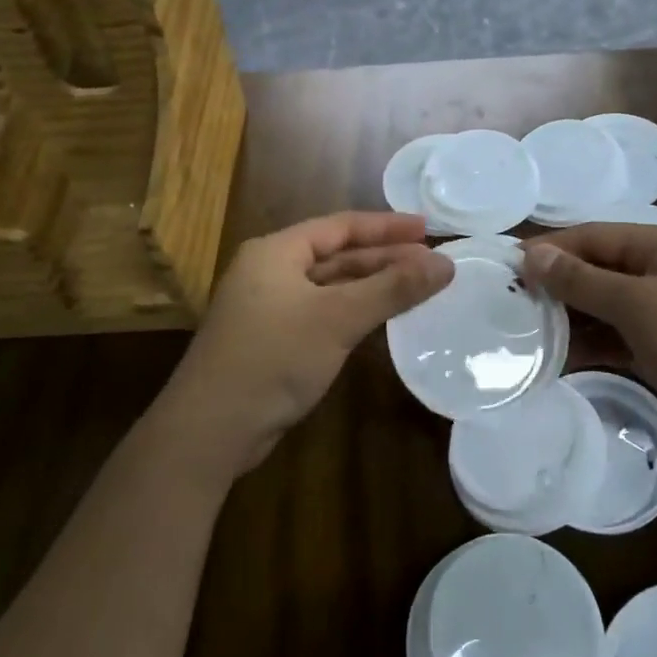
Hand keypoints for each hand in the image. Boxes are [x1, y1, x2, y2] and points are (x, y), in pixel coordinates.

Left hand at [154, 212, 453, 482]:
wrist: (211, 430)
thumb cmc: (273, 357)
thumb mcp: (338, 318)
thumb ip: (392, 289)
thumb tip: (445, 264)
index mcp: (276, 251)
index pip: (341, 226)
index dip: (386, 226)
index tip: (428, 228)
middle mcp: (270, 272)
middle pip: (337, 255)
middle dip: (384, 257)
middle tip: (431, 261)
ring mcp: (269, 308)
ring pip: (331, 287)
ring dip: (372, 286)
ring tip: (417, 286)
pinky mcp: (273, 341)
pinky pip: (323, 313)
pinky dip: (354, 312)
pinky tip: (382, 319)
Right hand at [523, 224, 656, 432]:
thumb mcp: (639, 306)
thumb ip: (583, 281)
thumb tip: (534, 253)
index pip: (589, 237)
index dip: (547, 250)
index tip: (505, 270)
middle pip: (596, 270)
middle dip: (555, 288)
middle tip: (510, 310)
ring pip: (606, 306)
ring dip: (572, 320)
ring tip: (528, 339)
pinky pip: (622, 336)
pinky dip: (596, 345)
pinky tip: (564, 360)